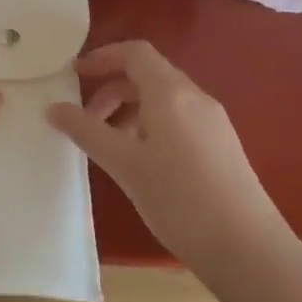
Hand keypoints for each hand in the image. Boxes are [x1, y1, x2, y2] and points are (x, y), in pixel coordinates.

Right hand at [47, 40, 290, 266]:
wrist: (247, 249)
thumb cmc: (179, 199)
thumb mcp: (124, 164)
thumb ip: (86, 131)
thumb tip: (53, 107)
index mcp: (171, 93)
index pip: (135, 52)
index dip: (102, 57)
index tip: (74, 74)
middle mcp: (195, 97)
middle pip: (148, 74)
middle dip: (111, 88)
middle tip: (85, 119)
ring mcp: (213, 121)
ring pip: (163, 99)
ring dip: (130, 110)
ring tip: (109, 145)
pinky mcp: (221, 145)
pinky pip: (179, 119)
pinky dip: (151, 125)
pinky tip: (142, 162)